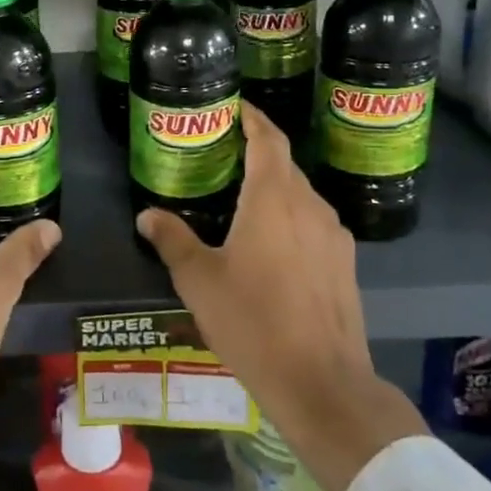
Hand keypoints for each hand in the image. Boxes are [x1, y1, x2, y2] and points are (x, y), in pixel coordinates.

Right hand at [135, 104, 424, 490]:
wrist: (322, 384)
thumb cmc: (253, 321)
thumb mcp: (199, 280)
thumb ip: (172, 239)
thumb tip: (146, 214)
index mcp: (273, 198)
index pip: (268, 139)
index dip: (252, 117)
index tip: (235, 107)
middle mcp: (309, 206)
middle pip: (285, 164)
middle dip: (257, 151)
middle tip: (223, 154)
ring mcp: (334, 236)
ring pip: (301, 195)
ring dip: (274, 186)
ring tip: (242, 197)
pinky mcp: (345, 265)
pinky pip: (314, 223)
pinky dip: (290, 216)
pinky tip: (271, 242)